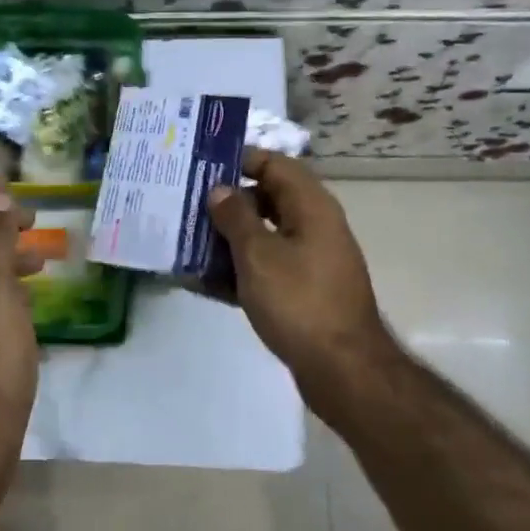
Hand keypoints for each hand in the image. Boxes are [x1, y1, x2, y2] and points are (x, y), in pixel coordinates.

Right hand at [207, 150, 390, 380]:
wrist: (343, 370)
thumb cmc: (299, 301)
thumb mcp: (258, 254)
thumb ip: (235, 217)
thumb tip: (220, 189)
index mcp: (311, 206)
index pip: (274, 164)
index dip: (239, 160)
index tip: (201, 166)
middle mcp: (314, 226)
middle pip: (266, 199)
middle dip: (227, 202)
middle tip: (186, 204)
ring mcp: (310, 260)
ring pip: (263, 235)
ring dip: (228, 238)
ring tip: (186, 241)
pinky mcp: (303, 291)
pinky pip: (266, 267)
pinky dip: (239, 270)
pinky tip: (203, 281)